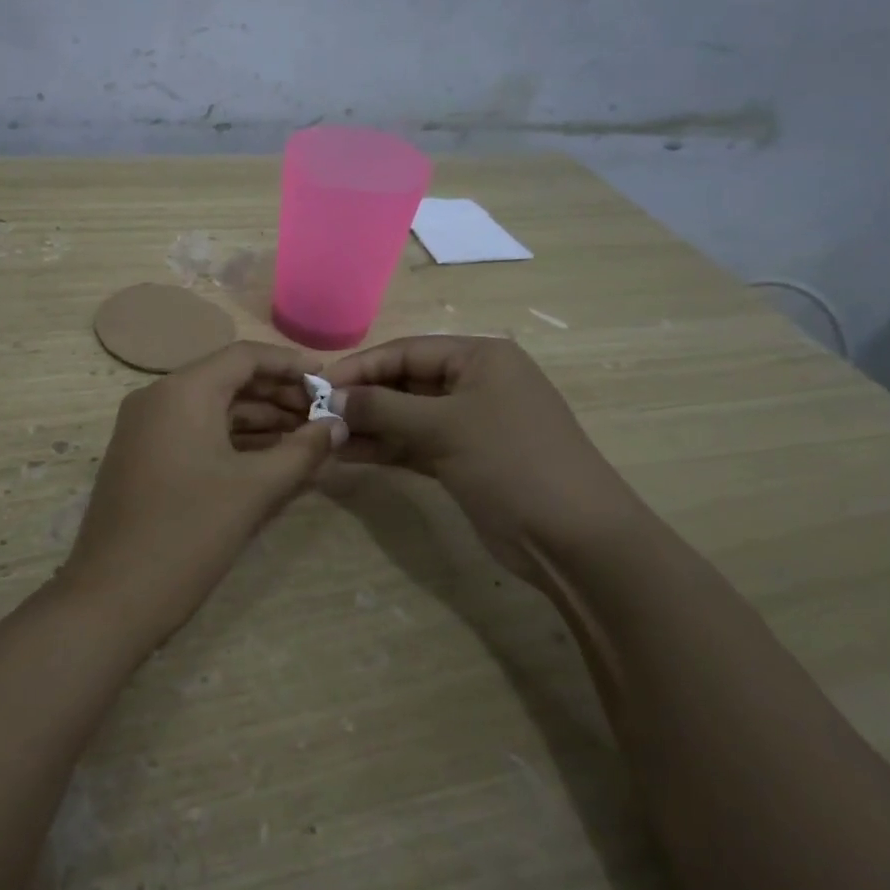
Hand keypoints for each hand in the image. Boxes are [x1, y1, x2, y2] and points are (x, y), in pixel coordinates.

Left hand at [59, 342, 342, 639]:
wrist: (112, 597)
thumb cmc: (189, 533)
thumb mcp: (254, 490)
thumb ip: (302, 451)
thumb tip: (338, 424)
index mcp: (182, 391)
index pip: (244, 356)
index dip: (291, 365)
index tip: (329, 381)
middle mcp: (158, 397)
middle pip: (228, 379)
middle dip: (278, 395)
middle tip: (323, 416)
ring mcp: (146, 427)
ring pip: (212, 408)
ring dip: (259, 419)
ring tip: (307, 437)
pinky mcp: (143, 456)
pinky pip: (195, 432)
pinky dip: (233, 439)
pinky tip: (270, 457)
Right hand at [324, 336, 648, 582]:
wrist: (574, 538)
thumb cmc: (512, 462)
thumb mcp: (445, 427)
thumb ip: (383, 409)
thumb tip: (331, 399)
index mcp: (480, 358)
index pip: (407, 351)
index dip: (361, 366)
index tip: (317, 384)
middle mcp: (475, 383)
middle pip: (405, 382)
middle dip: (362, 398)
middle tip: (315, 414)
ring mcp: (470, 424)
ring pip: (407, 417)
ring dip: (368, 426)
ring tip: (322, 437)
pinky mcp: (464, 459)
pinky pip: (415, 445)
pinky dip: (385, 449)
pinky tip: (348, 455)